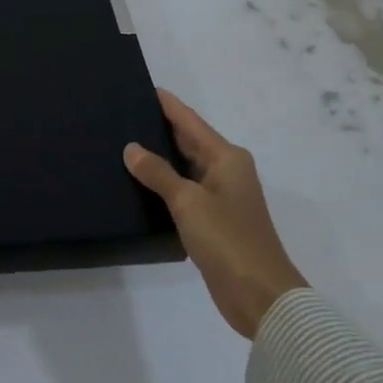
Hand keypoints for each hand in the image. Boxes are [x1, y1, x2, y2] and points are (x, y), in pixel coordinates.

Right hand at [124, 89, 307, 339]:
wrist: (261, 297)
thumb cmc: (228, 240)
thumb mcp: (188, 202)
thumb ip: (158, 173)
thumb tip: (131, 148)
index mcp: (226, 158)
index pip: (190, 121)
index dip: (167, 104)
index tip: (141, 86)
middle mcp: (226, 171)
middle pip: (188, 141)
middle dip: (158, 128)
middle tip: (121, 114)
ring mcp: (220, 197)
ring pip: (184, 167)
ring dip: (158, 158)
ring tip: (121, 144)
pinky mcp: (213, 221)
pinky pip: (183, 191)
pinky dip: (163, 184)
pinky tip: (138, 183)